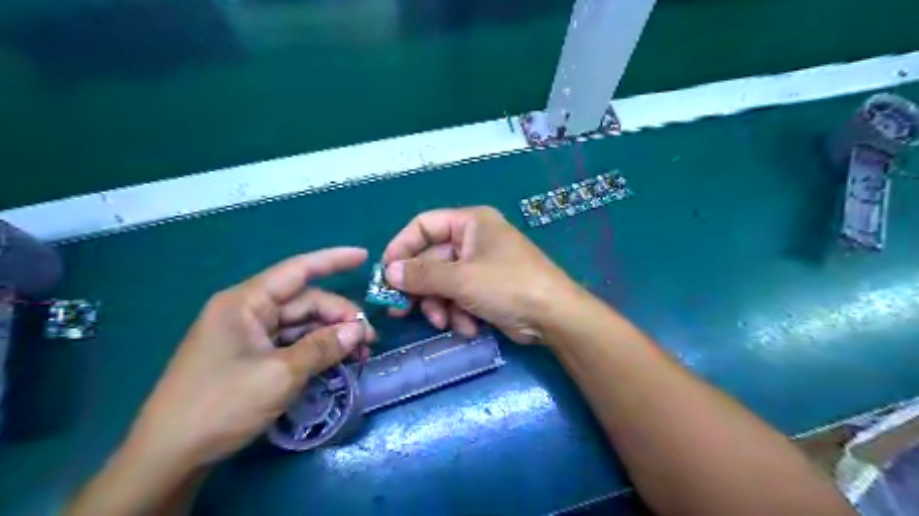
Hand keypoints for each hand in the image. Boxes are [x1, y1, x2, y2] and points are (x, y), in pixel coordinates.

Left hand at [127, 249, 374, 464]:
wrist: (169, 456)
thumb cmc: (222, 404)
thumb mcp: (281, 374)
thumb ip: (323, 347)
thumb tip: (359, 330)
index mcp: (246, 302)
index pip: (297, 270)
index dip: (332, 260)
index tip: (363, 256)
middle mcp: (248, 312)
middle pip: (305, 303)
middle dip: (339, 316)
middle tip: (368, 339)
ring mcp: (249, 335)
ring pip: (301, 325)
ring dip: (331, 336)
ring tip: (360, 354)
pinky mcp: (252, 357)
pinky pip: (292, 344)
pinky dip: (316, 351)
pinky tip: (337, 362)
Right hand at [382, 205, 579, 343]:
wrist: (554, 317)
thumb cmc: (507, 285)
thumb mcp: (461, 278)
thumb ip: (422, 274)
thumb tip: (389, 273)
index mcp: (470, 222)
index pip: (423, 226)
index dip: (401, 247)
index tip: (385, 274)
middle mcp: (474, 240)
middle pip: (431, 259)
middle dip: (420, 288)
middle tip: (398, 310)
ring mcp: (481, 266)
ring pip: (443, 283)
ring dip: (440, 306)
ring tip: (444, 322)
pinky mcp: (486, 289)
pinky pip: (459, 298)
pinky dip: (459, 314)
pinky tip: (469, 327)